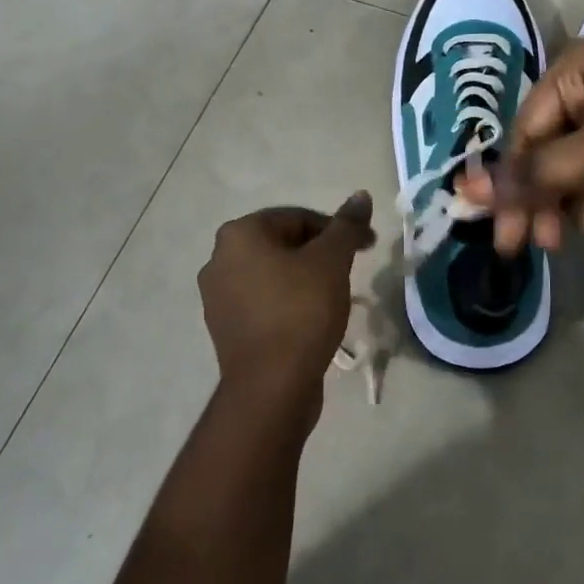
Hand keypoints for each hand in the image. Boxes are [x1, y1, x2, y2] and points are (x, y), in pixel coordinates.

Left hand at [197, 193, 374, 422]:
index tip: (367, 245)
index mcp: (239, 234)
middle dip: (320, 252)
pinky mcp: (225, 327)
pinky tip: (312, 318)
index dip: (337, 229)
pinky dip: (288, 301)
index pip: (297, 217)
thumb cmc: (301, 311)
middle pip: (283, 243)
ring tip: (335, 295)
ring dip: (305, 276)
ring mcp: (217, 296)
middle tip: (352, 269)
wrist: (271, 386)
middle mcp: (219, 259)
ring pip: (273, 273)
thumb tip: (361, 196)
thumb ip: (346, 226)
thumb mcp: (332, 261)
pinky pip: (263, 301)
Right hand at [464, 42, 583, 253]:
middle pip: (549, 152)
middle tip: (542, 247)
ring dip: (582, 201)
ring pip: (580, 165)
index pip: (524, 136)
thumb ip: (543, 172)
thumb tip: (474, 192)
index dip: (512, 188)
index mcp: (573, 72)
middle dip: (547, 200)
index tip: (505, 238)